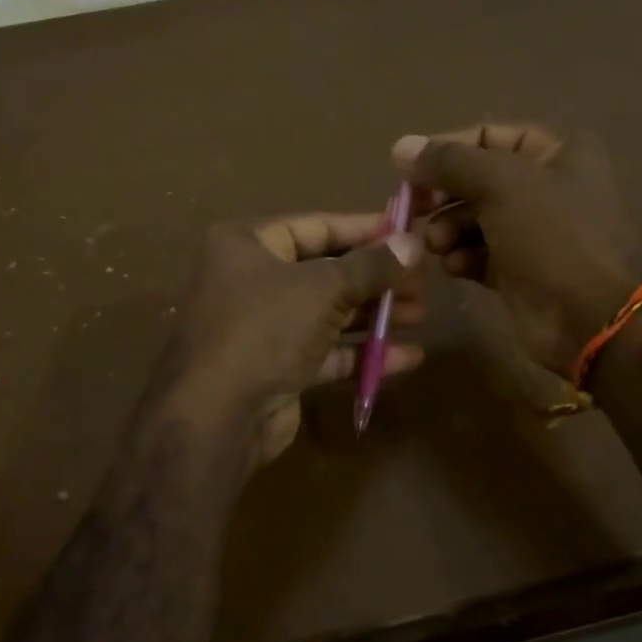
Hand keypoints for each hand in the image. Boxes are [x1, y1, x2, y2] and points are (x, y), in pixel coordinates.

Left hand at [159, 212, 423, 465]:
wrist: (219, 415)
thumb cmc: (265, 329)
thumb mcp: (322, 288)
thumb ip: (371, 266)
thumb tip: (414, 242)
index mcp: (246, 245)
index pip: (315, 227)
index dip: (364, 229)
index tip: (407, 232)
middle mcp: (251, 282)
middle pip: (325, 273)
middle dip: (375, 279)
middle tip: (422, 281)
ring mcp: (264, 329)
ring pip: (328, 315)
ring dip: (374, 317)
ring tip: (420, 315)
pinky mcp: (278, 370)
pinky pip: (327, 354)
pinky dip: (363, 354)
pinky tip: (407, 358)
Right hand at [394, 124, 641, 377]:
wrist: (593, 317)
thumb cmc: (554, 236)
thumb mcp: (502, 184)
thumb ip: (449, 162)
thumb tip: (400, 146)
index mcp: (557, 154)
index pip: (489, 137)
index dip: (447, 150)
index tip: (408, 172)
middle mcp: (546, 189)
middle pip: (477, 182)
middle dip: (443, 196)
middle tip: (413, 212)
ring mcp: (533, 234)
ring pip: (474, 222)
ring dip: (448, 230)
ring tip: (435, 245)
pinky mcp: (519, 273)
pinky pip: (479, 257)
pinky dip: (461, 259)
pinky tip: (453, 267)